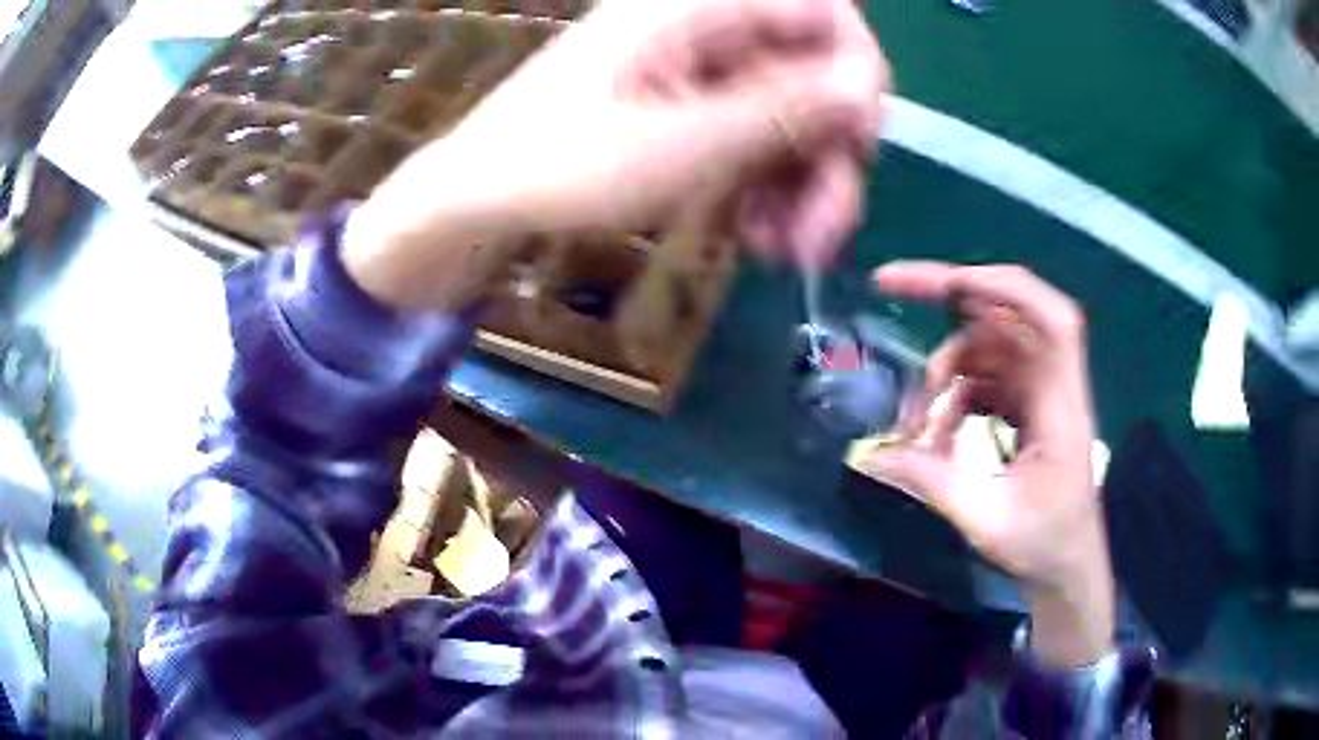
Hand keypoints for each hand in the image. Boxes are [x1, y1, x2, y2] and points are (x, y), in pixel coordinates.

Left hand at [344, 0, 886, 308]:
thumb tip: (865, 88)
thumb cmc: (561, 163)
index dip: (857, 69)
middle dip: (831, 156)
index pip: (823, 10)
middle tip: (824, 235)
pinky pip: (758, 141)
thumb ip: (782, 110)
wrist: (483, 198)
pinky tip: (759, 236)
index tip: (859, 141)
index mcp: (700, 8)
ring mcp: (703, 72)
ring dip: (804, 186)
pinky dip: (769, 189)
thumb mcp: (681, 143)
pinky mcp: (694, 111)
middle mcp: (710, 30)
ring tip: (786, 251)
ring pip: (793, 118)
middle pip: (816, 76)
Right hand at [856, 262, 1114, 667]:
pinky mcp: (1026, 407)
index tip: (950, 281)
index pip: (1051, 321)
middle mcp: (1053, 386)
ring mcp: (1039, 393)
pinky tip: (935, 439)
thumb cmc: (1042, 545)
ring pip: (985, 349)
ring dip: (943, 373)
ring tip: (913, 426)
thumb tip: (873, 453)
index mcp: (1061, 407)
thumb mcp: (986, 521)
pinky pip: (983, 380)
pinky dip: (953, 399)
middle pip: (1006, 315)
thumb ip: (932, 481)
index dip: (1006, 285)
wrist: (1067, 565)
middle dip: (949, 295)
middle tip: (890, 284)